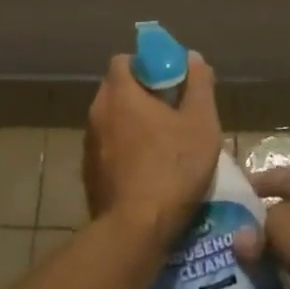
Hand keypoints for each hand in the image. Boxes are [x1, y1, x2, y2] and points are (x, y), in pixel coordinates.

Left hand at [84, 53, 223, 248]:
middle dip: (142, 95)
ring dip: (133, 124)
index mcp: (119, 93)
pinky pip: (108, 149)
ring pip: (112, 121)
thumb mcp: (200, 124)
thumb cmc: (172, 168)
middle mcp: (97, 112)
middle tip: (172, 111)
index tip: (170, 80)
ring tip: (163, 143)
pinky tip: (147, 170)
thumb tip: (194, 58)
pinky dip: (125, 150)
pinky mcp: (88, 174)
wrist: (135, 230)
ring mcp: (89, 144)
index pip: (125, 60)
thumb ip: (199, 85)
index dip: (148, 65)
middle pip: (118, 89)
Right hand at [234, 166, 289, 288]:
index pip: (267, 177)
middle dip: (265, 231)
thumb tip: (240, 241)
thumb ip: (257, 234)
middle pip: (286, 210)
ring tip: (262, 277)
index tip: (224, 208)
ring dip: (287, 258)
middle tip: (239, 250)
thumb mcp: (280, 230)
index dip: (246, 191)